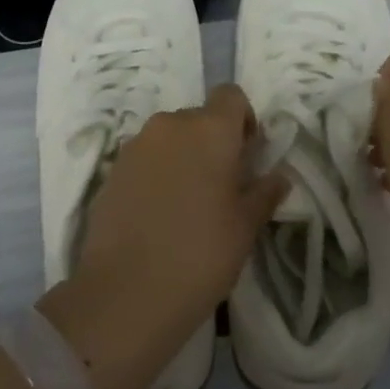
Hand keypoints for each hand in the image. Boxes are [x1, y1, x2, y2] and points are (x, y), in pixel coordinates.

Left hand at [39, 86, 287, 388]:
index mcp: (209, 129)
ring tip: (188, 203)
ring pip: (169, 138)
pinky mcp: (111, 171)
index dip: (243, 120)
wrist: (126, 292)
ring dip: (182, 157)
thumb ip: (264, 192)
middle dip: (213, 142)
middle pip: (198, 117)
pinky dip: (156, 174)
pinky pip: (144, 159)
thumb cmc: (201, 253)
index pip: (231, 96)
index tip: (247, 156)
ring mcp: (135, 146)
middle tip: (221, 185)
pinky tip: (159, 215)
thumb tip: (279, 176)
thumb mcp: (245, 226)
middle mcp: (169, 125)